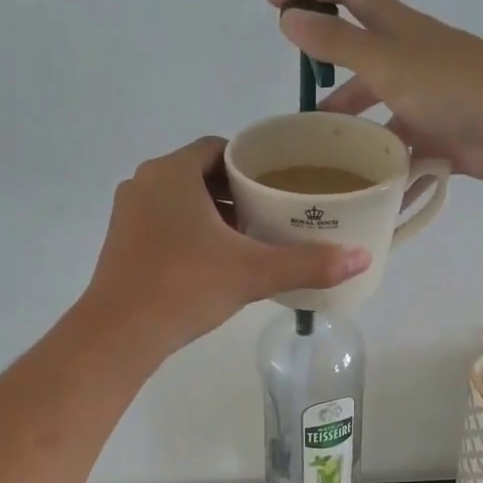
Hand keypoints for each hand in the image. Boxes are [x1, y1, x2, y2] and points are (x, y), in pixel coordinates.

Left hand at [84, 137, 369, 356]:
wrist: (119, 333)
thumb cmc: (185, 288)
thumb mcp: (253, 274)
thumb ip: (308, 263)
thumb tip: (362, 257)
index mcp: (173, 172)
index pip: (221, 149)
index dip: (253, 162)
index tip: (280, 183)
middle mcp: (146, 182)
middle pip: (201, 173)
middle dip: (237, 190)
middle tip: (273, 211)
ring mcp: (129, 212)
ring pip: (181, 199)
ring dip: (214, 212)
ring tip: (250, 236)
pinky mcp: (122, 240)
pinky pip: (164, 221)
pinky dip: (191, 230)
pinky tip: (215, 259)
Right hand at [266, 0, 482, 181]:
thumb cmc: (456, 85)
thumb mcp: (388, 63)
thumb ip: (338, 44)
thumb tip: (289, 17)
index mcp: (397, 29)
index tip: (272, 3)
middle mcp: (410, 60)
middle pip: (359, 57)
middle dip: (327, 73)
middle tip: (299, 108)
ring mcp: (427, 100)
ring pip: (378, 110)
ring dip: (352, 128)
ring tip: (323, 158)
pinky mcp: (441, 137)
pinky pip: (402, 150)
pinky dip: (383, 166)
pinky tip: (361, 188)